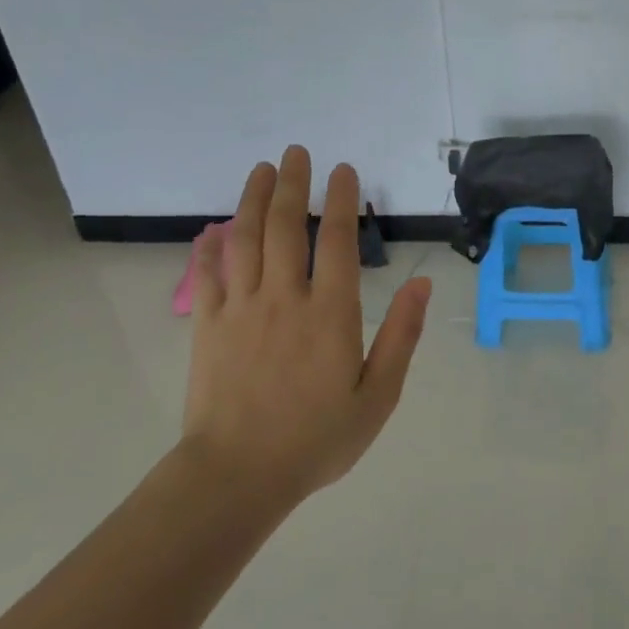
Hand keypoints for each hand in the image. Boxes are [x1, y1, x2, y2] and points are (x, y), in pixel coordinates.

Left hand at [181, 146, 431, 501]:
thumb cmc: (318, 438)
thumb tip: (422, 284)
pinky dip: (210, 246)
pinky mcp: (207, 328)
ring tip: (261, 170)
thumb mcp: (379, 394)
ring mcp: (240, 310)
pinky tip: (214, 228)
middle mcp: (284, 299)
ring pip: (244, 240)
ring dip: (252, 200)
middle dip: (292, 184)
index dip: (340, 200)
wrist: (238, 476)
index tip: (343, 170)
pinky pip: (207, 276)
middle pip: (284, 227)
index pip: (335, 241)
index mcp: (330, 313)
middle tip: (296, 152)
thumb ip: (401, 335)